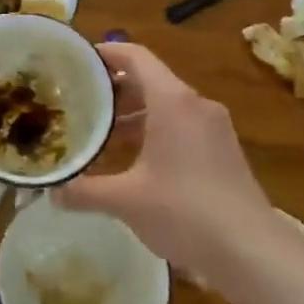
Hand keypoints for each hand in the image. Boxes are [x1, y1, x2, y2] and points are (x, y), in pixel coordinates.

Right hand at [56, 41, 303, 293]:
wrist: (251, 251)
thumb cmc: (184, 211)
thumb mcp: (125, 200)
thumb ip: (84, 191)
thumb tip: (51, 192)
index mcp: (172, 101)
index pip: (135, 57)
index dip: (106, 53)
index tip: (78, 61)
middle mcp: (196, 105)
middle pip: (150, 80)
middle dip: (114, 89)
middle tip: (80, 102)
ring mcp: (214, 128)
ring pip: (166, 106)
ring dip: (133, 115)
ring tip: (101, 134)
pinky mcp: (223, 151)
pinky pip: (182, 127)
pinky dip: (154, 132)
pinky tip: (134, 161)